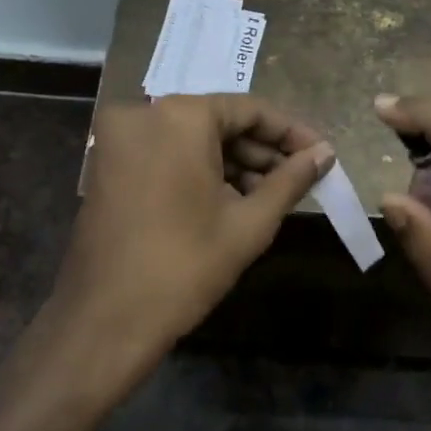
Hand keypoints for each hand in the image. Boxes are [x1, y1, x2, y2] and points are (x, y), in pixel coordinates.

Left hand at [43, 95, 333, 400]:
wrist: (106, 320)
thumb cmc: (186, 267)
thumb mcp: (249, 223)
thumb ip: (291, 179)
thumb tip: (325, 154)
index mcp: (179, 116)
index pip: (250, 110)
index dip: (291, 134)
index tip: (322, 155)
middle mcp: (143, 113)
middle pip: (219, 122)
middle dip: (261, 152)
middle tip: (299, 181)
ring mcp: (119, 139)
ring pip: (192, 139)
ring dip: (233, 164)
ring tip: (272, 197)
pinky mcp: (107, 165)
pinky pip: (166, 154)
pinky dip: (199, 171)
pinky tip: (232, 201)